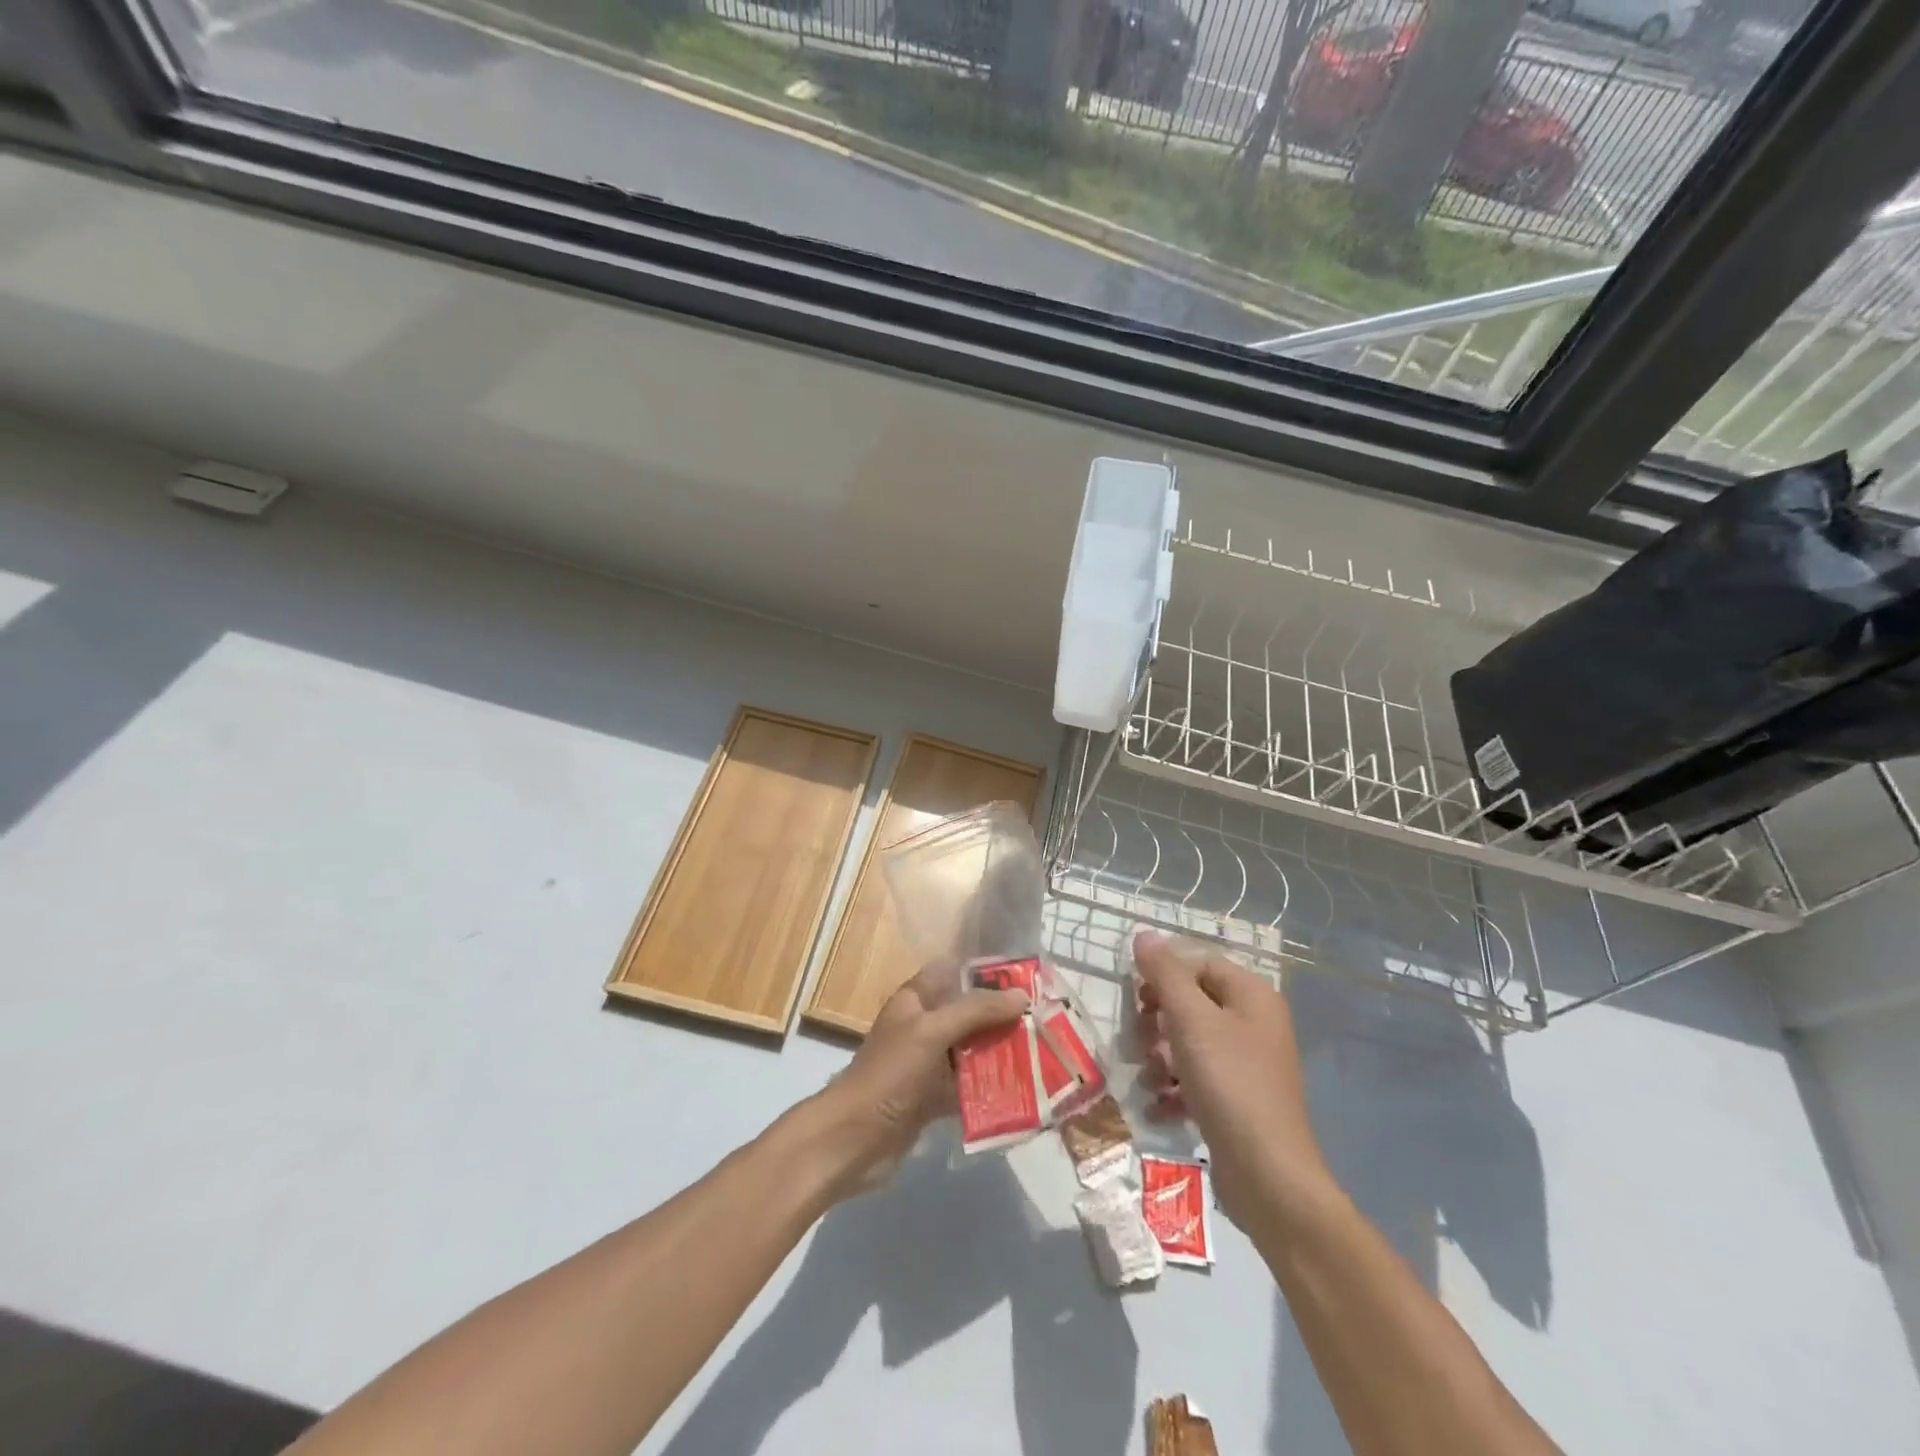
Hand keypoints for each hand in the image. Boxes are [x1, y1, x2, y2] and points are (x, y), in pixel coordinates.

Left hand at [807, 962, 1027, 1198]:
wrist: (854, 1139)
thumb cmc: (890, 1073)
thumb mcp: (932, 1031)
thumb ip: (976, 1011)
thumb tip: (1021, 996)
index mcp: (915, 1000)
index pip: (953, 973)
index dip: (985, 973)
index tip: (1024, 978)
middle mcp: (923, 1027)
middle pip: (968, 1013)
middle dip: (1001, 1017)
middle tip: (1043, 1020)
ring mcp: (927, 1065)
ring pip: (971, 1051)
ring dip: (1000, 1053)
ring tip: (1041, 1054)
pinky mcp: (932, 1099)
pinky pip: (967, 1087)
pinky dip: (990, 1088)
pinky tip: (1021, 1092)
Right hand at [1134, 931, 1329, 1219]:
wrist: (1268, 1176)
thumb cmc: (1230, 1083)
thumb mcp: (1191, 1020)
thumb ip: (1165, 974)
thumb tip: (1144, 933)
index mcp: (1252, 995)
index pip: (1199, 963)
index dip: (1164, 975)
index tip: (1137, 999)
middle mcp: (1254, 1023)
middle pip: (1192, 1002)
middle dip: (1158, 1021)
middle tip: (1140, 1040)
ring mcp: (1248, 1063)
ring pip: (1190, 1042)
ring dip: (1162, 1057)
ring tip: (1151, 1079)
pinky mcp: (1238, 1099)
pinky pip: (1198, 1078)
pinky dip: (1175, 1089)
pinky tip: (1159, 1106)